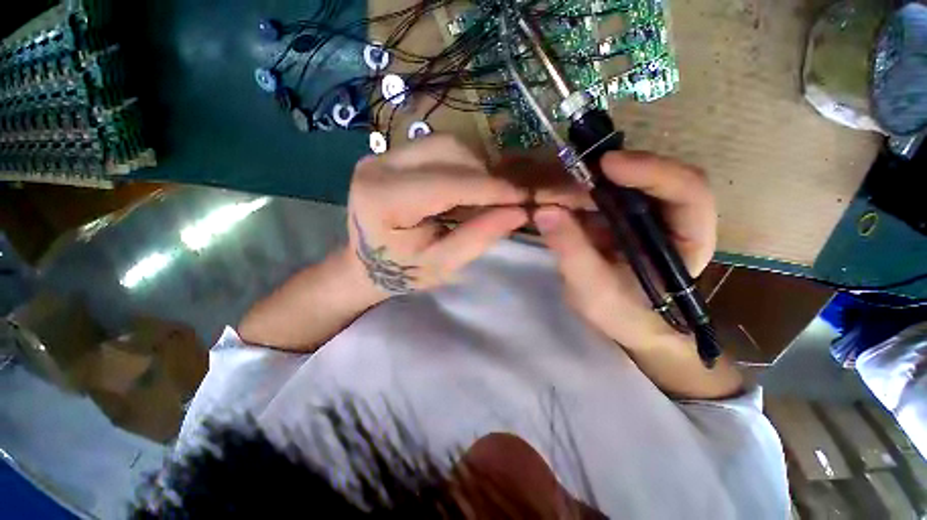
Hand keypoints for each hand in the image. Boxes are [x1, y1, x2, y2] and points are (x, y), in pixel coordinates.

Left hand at [348, 136, 527, 295]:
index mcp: (383, 199)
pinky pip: (440, 149)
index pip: (447, 183)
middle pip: (448, 150)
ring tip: (486, 196)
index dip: (490, 189)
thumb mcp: (442, 265)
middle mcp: (379, 165)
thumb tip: (519, 211)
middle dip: (484, 174)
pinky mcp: (393, 154)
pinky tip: (469, 188)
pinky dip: (464, 166)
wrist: (367, 263)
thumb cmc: (401, 272)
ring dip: (476, 168)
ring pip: (447, 144)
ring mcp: (384, 154)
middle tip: (504, 200)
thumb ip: (477, 237)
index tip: (524, 198)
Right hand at [534, 152, 716, 351]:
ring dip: (593, 179)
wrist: (623, 322)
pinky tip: (559, 196)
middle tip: (571, 171)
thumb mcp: (594, 291)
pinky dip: (581, 191)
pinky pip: (604, 193)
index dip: (650, 171)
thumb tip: (544, 212)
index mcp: (687, 238)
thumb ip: (572, 252)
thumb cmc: (621, 314)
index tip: (605, 165)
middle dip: (613, 171)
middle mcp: (673, 217)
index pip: (687, 191)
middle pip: (655, 176)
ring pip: (627, 181)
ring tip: (558, 183)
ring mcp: (646, 213)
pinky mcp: (622, 215)